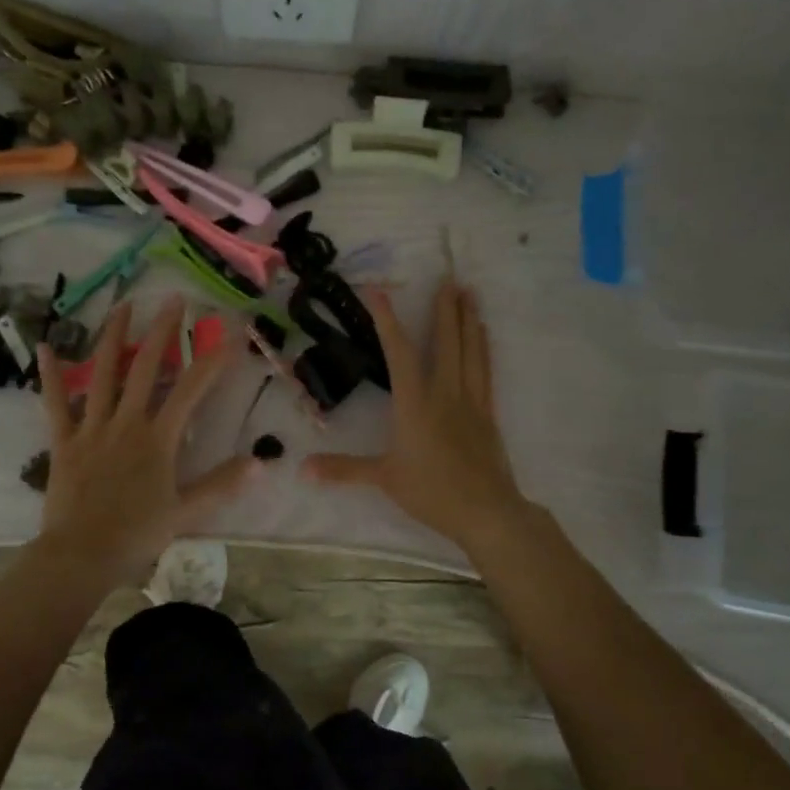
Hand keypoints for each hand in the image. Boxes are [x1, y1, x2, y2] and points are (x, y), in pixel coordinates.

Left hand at [33, 295, 255, 586]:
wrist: (81, 555)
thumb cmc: (137, 533)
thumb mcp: (187, 512)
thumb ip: (222, 484)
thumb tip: (261, 463)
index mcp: (158, 438)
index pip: (192, 389)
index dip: (213, 359)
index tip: (230, 333)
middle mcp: (126, 422)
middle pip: (146, 367)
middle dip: (163, 330)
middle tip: (174, 298)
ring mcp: (92, 427)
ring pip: (103, 373)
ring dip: (114, 336)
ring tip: (124, 304)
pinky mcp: (64, 440)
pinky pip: (55, 403)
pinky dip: (52, 375)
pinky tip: (46, 347)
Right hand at [304, 279, 531, 554]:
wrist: (487, 511)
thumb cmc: (432, 492)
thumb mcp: (384, 479)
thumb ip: (344, 469)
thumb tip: (302, 468)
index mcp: (416, 403)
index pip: (400, 353)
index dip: (387, 321)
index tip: (378, 291)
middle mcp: (445, 393)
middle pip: (447, 342)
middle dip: (446, 308)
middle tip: (450, 278)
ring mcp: (471, 400)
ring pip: (471, 351)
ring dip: (469, 320)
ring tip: (470, 294)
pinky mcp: (488, 413)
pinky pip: (485, 370)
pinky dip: (483, 348)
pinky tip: (484, 336)